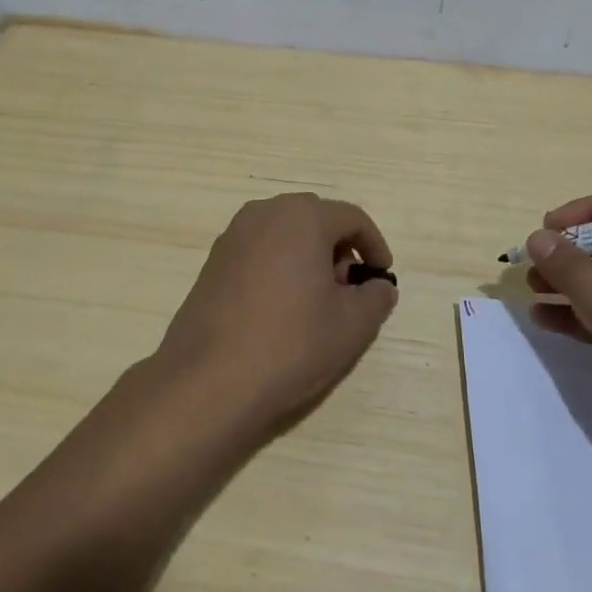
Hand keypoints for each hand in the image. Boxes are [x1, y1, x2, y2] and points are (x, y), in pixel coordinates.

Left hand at [152, 194, 397, 435]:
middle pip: (316, 220)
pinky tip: (279, 310)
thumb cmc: (290, 343)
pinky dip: (278, 267)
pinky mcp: (213, 261)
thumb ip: (375, 298)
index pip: (352, 218)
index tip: (382, 277)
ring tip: (315, 304)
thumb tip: (379, 286)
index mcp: (302, 216)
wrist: (209, 379)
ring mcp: (233, 235)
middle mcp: (265, 213)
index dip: (374, 245)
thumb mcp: (351, 325)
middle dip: (339, 249)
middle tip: (348, 291)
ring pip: (285, 234)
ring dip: (307, 257)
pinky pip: (259, 251)